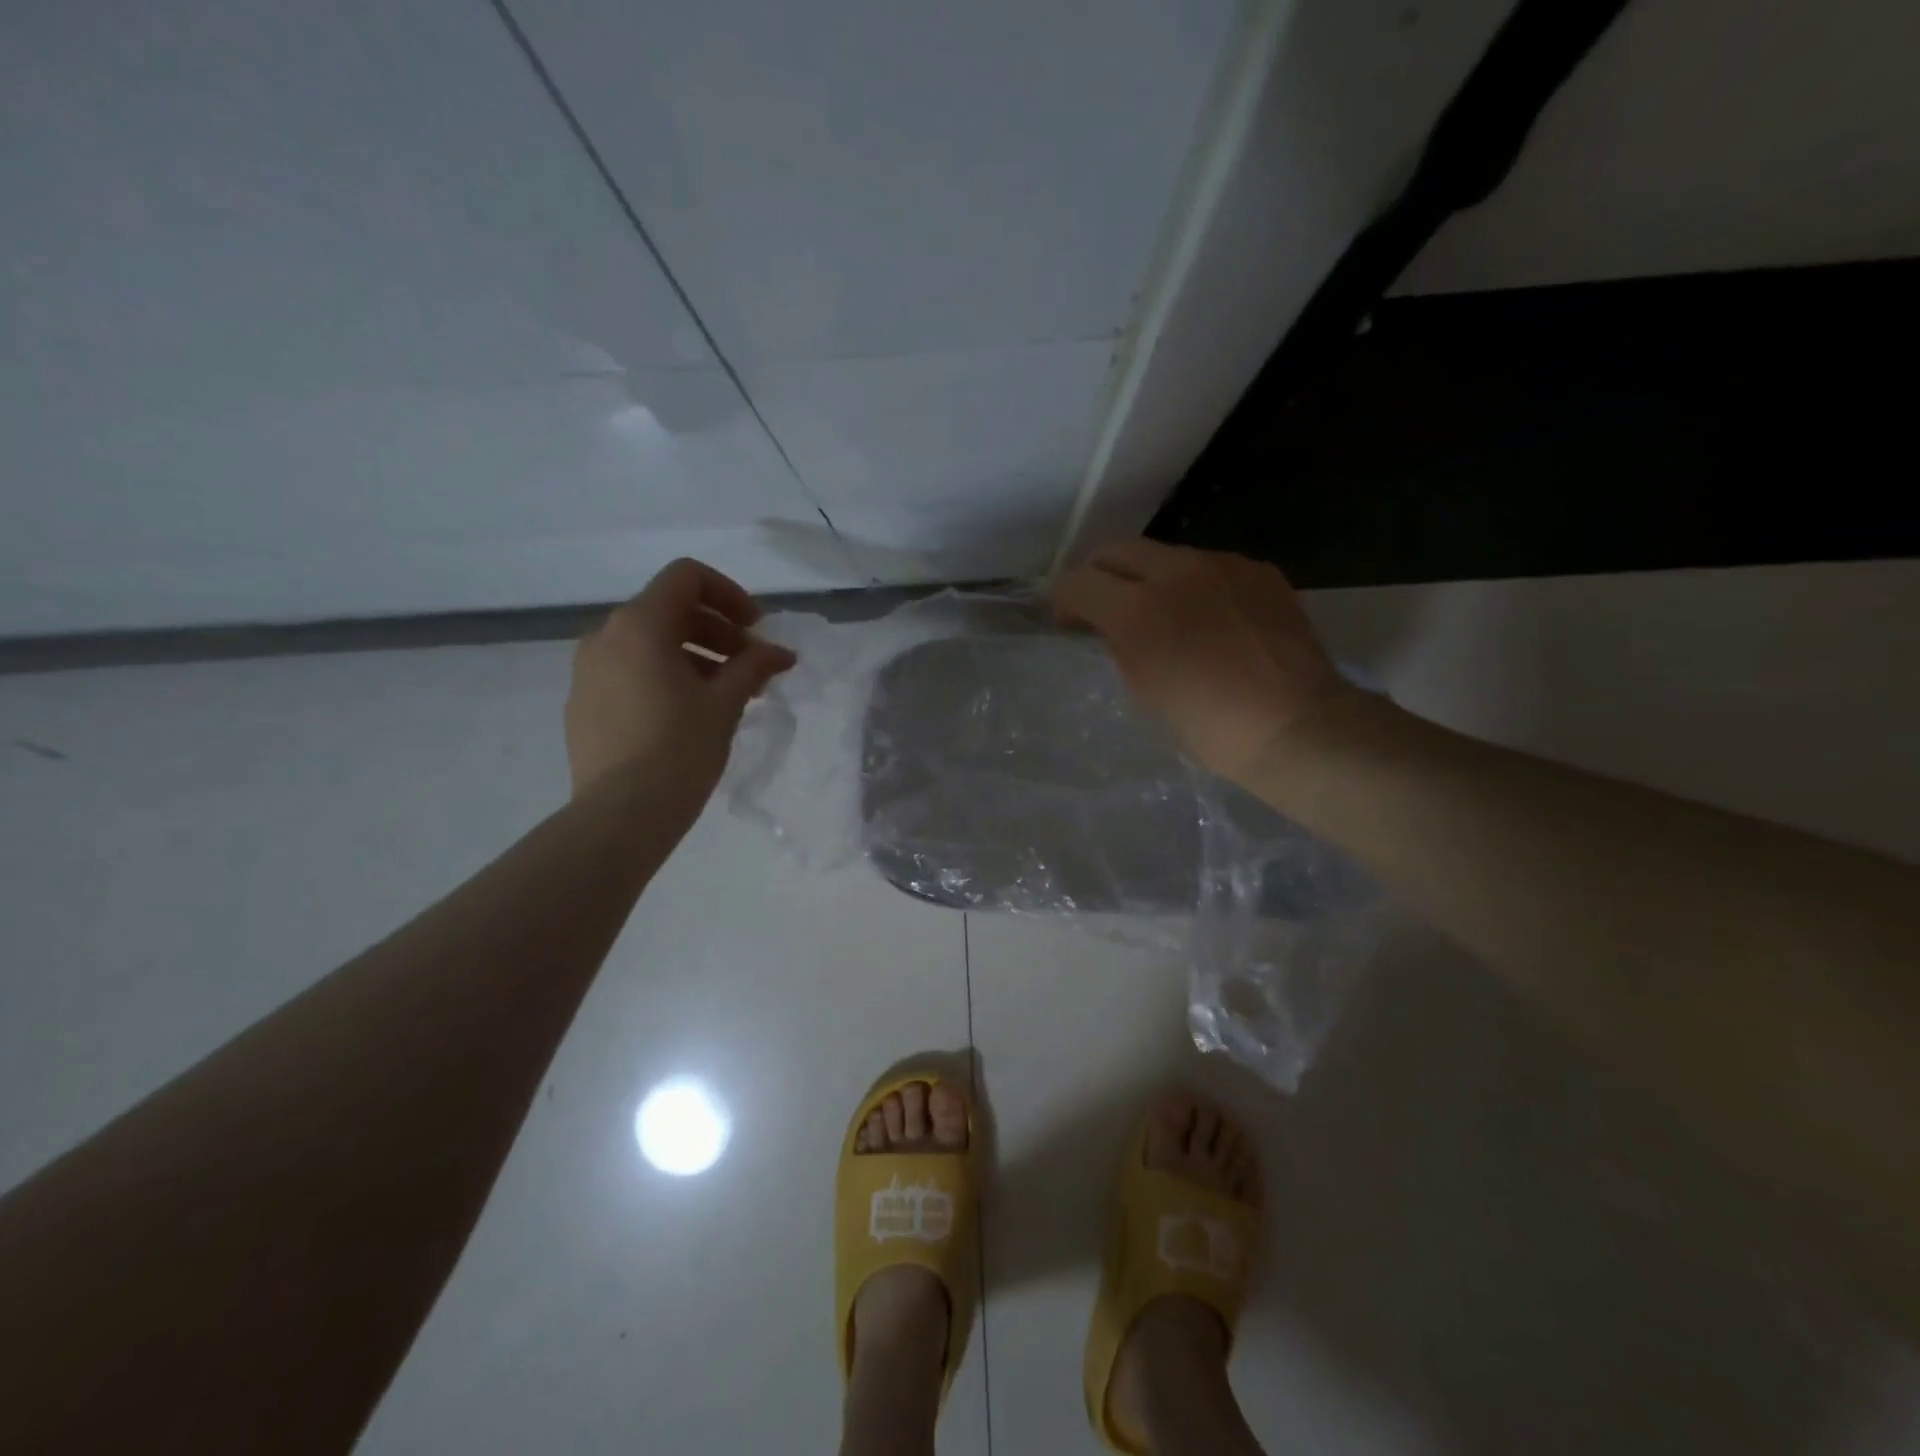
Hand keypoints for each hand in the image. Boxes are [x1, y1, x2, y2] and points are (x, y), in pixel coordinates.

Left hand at [566, 559, 795, 799]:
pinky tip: (689, 713)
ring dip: (694, 654)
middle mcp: (606, 636)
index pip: (687, 577)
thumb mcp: (725, 703)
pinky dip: (664, 676)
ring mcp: (588, 670)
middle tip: (750, 665)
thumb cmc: (679, 750)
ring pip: (649, 643)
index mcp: (639, 625)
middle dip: (717, 630)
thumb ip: (754, 666)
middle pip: (669, 609)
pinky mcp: (583, 703)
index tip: (756, 629)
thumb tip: (781, 653)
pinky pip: (629, 671)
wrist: (620, 816)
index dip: (729, 594)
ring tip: (726, 692)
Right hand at [1054, 540, 1351, 786]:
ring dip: (1149, 578)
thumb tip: (1112, 627)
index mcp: (1139, 609)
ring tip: (1163, 614)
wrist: (1295, 725)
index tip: (1069, 621)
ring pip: (1166, 555)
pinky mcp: (1258, 571)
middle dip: (1100, 574)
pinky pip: (1211, 566)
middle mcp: (1178, 572)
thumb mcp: (1145, 690)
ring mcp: (1223, 565)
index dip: (1064, 599)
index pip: (1080, 581)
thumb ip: (1121, 646)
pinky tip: (1209, 619)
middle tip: (1103, 607)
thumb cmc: (1209, 725)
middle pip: (1119, 550)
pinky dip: (1195, 586)